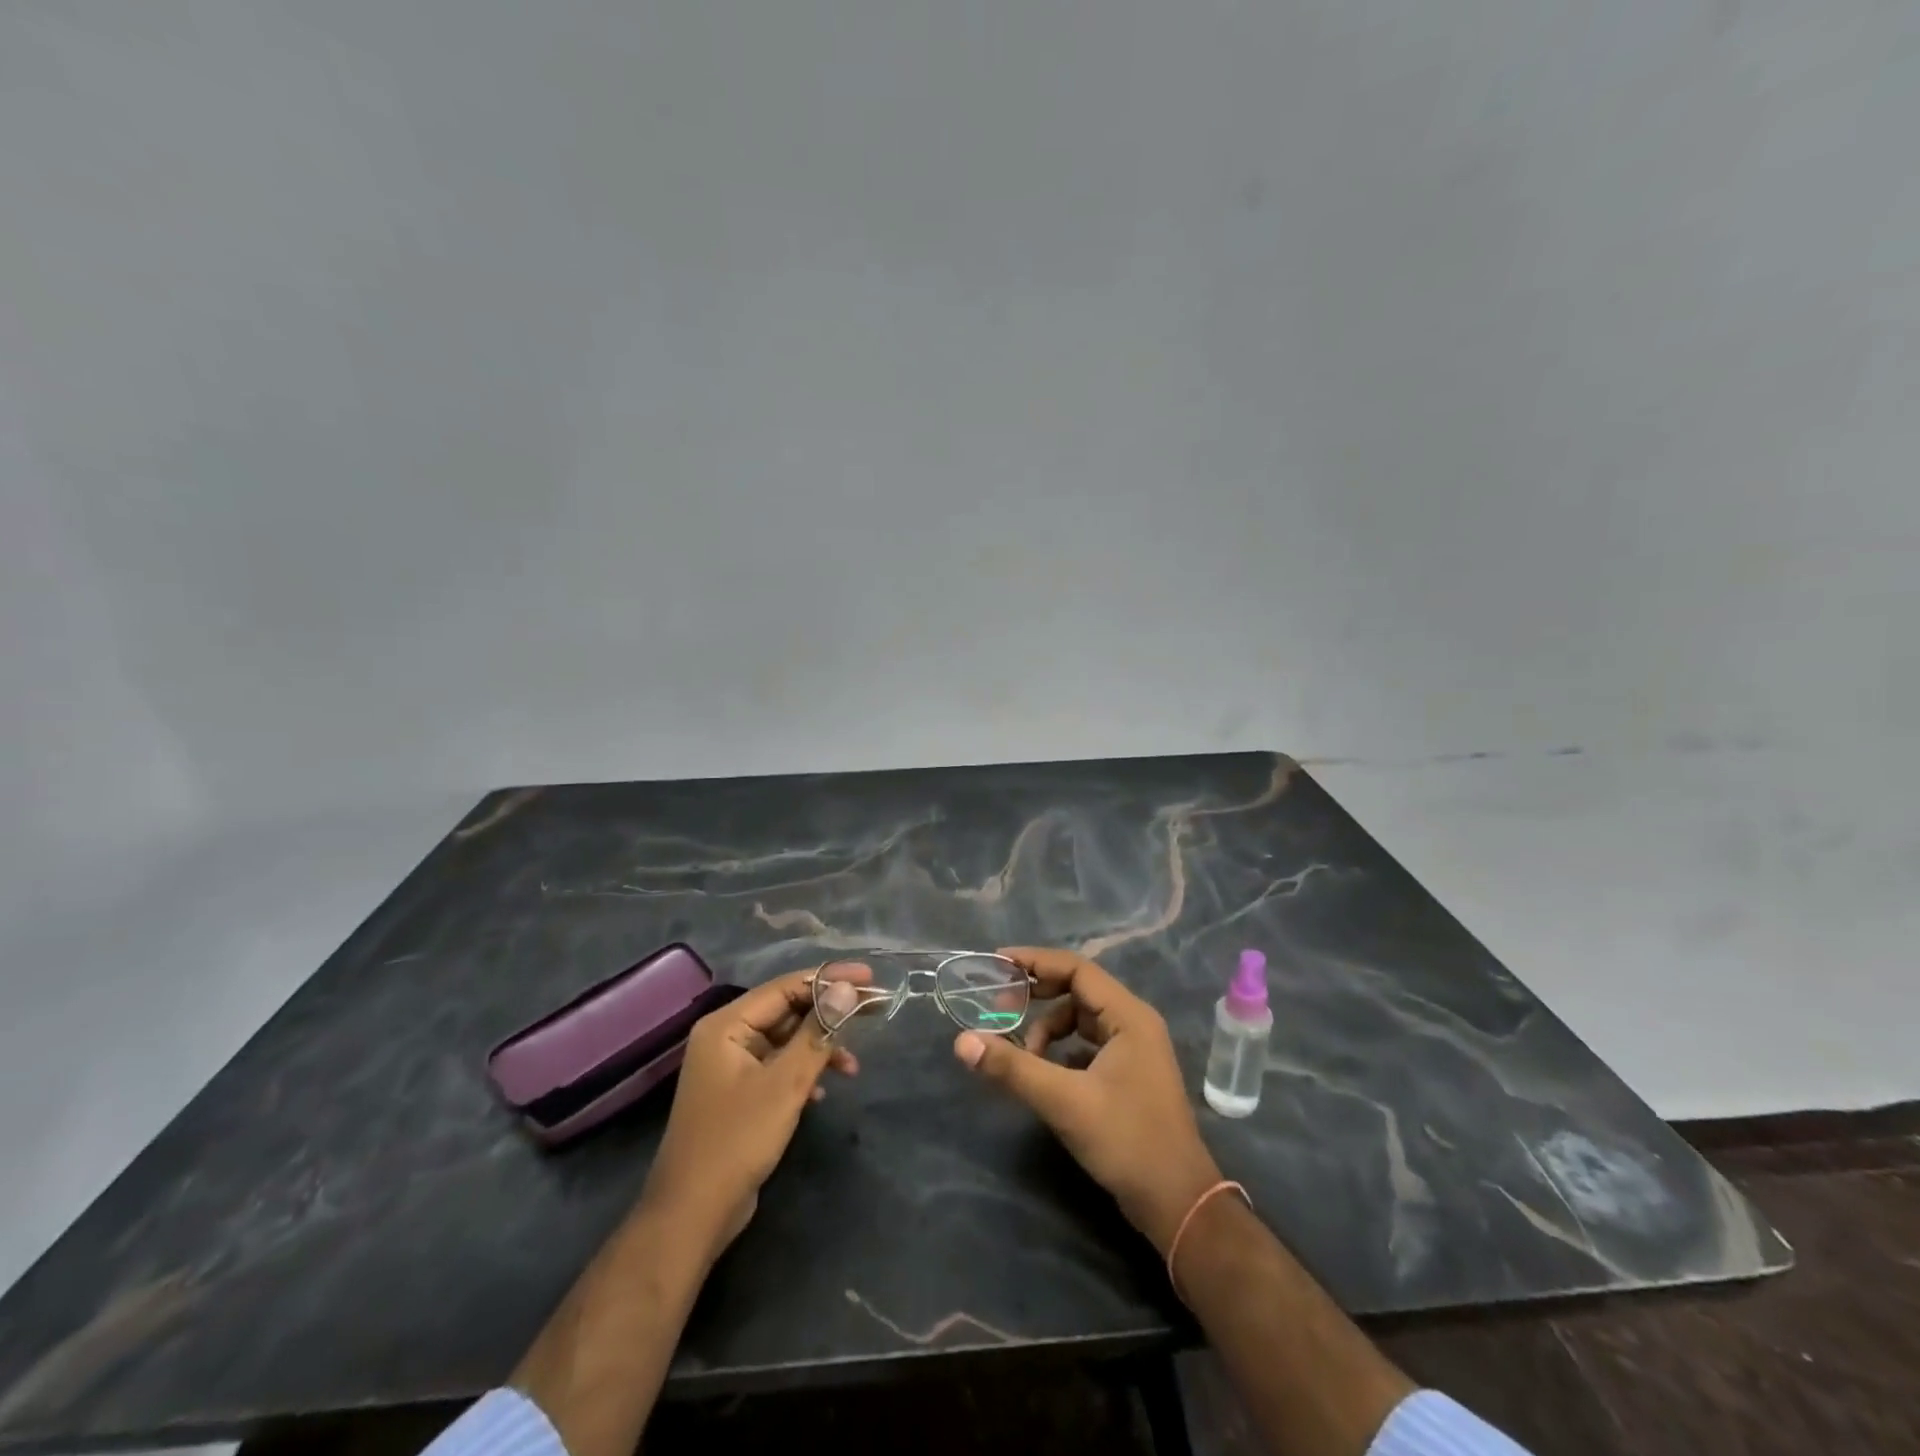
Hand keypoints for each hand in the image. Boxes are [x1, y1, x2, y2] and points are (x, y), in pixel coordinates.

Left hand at [641, 969, 861, 1257]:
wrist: (692, 1215)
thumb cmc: (737, 1140)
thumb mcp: (785, 1084)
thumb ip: (817, 1032)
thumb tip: (847, 989)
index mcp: (727, 1024)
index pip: (786, 986)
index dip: (830, 979)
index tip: (870, 977)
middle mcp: (727, 1037)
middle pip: (787, 1010)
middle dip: (829, 1013)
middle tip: (873, 1009)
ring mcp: (732, 1067)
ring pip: (786, 1040)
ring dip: (820, 1048)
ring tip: (853, 1067)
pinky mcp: (740, 1094)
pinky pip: (779, 1066)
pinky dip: (804, 1072)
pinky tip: (824, 1091)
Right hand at [952, 947, 1222, 1252]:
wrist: (1178, 1204)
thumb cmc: (1126, 1141)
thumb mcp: (1064, 1101)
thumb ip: (1013, 1068)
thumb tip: (962, 1041)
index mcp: (1128, 1015)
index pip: (1076, 969)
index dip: (1035, 962)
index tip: (998, 962)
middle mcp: (1134, 1023)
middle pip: (1078, 989)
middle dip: (1038, 994)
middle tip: (999, 1006)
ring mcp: (1134, 1049)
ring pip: (1081, 1019)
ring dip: (1048, 1028)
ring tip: (1023, 1054)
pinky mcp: (1129, 1074)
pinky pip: (1087, 1044)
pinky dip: (1062, 1049)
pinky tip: (1044, 1071)